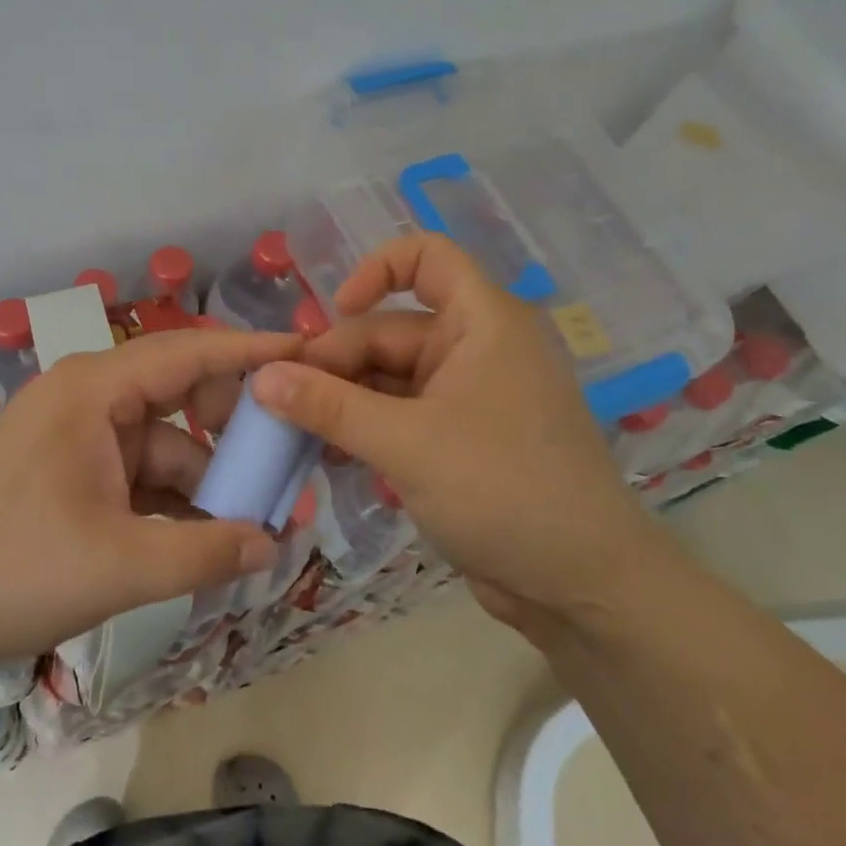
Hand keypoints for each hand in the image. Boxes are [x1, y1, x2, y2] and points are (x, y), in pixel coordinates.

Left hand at [0, 327, 297, 665]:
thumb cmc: (9, 564)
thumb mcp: (118, 563)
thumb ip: (205, 552)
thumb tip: (274, 545)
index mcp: (97, 389)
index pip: (191, 352)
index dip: (254, 351)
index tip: (311, 352)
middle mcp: (91, 400)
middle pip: (183, 399)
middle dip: (237, 435)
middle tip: (293, 465)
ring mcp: (80, 439)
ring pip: (165, 448)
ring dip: (208, 483)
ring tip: (262, 523)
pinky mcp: (71, 476)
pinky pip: (140, 478)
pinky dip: (174, 505)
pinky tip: (209, 542)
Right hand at [250, 235, 669, 629]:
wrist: (585, 588)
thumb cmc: (504, 491)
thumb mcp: (405, 443)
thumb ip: (328, 406)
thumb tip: (260, 376)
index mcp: (482, 322)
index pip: (427, 256)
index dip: (375, 271)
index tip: (335, 313)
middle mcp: (476, 347)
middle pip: (389, 330)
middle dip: (336, 362)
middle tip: (282, 402)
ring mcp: (468, 396)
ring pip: (388, 378)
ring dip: (343, 401)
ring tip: (292, 432)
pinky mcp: (460, 438)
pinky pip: (400, 414)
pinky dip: (365, 428)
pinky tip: (326, 455)